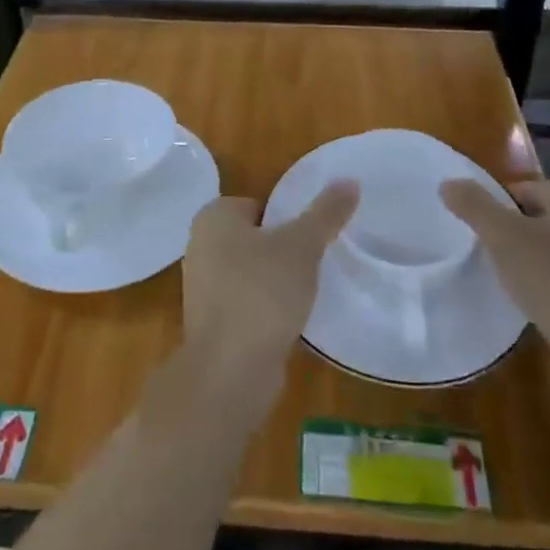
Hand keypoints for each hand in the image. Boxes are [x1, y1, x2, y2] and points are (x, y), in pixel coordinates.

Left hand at [181, 183, 358, 411]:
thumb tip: (350, 180)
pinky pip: (246, 302)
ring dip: (275, 281)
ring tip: (307, 291)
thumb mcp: (302, 245)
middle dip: (281, 249)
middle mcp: (200, 246)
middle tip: (315, 261)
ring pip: (249, 271)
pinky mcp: (211, 322)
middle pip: (253, 237)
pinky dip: (266, 308)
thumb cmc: (262, 292)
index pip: (257, 204)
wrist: (230, 369)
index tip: (311, 236)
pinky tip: (291, 320)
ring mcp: (202, 287)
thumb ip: (326, 213)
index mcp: (213, 217)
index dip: (286, 218)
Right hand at [439, 178, 549, 377]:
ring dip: (518, 260)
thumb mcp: (503, 235)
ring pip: (543, 252)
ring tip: (491, 273)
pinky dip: (533, 287)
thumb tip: (447, 183)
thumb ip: (473, 205)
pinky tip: (516, 301)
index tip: (470, 220)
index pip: (526, 187)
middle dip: (505, 230)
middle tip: (475, 244)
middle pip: (534, 219)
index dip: (495, 199)